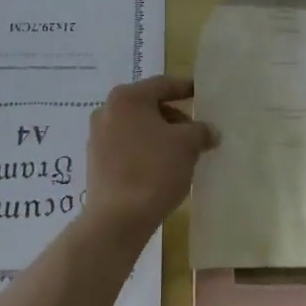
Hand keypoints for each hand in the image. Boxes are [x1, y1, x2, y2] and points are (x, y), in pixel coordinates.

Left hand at [83, 75, 216, 242]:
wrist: (116, 220)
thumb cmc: (153, 170)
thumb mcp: (187, 145)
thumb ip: (201, 131)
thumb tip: (210, 131)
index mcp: (127, 98)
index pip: (162, 85)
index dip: (185, 88)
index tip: (200, 93)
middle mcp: (107, 111)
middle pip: (148, 106)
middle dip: (174, 118)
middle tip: (195, 132)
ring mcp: (98, 137)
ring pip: (137, 128)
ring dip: (160, 136)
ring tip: (181, 154)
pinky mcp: (96, 163)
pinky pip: (127, 147)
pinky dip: (145, 151)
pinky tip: (161, 169)